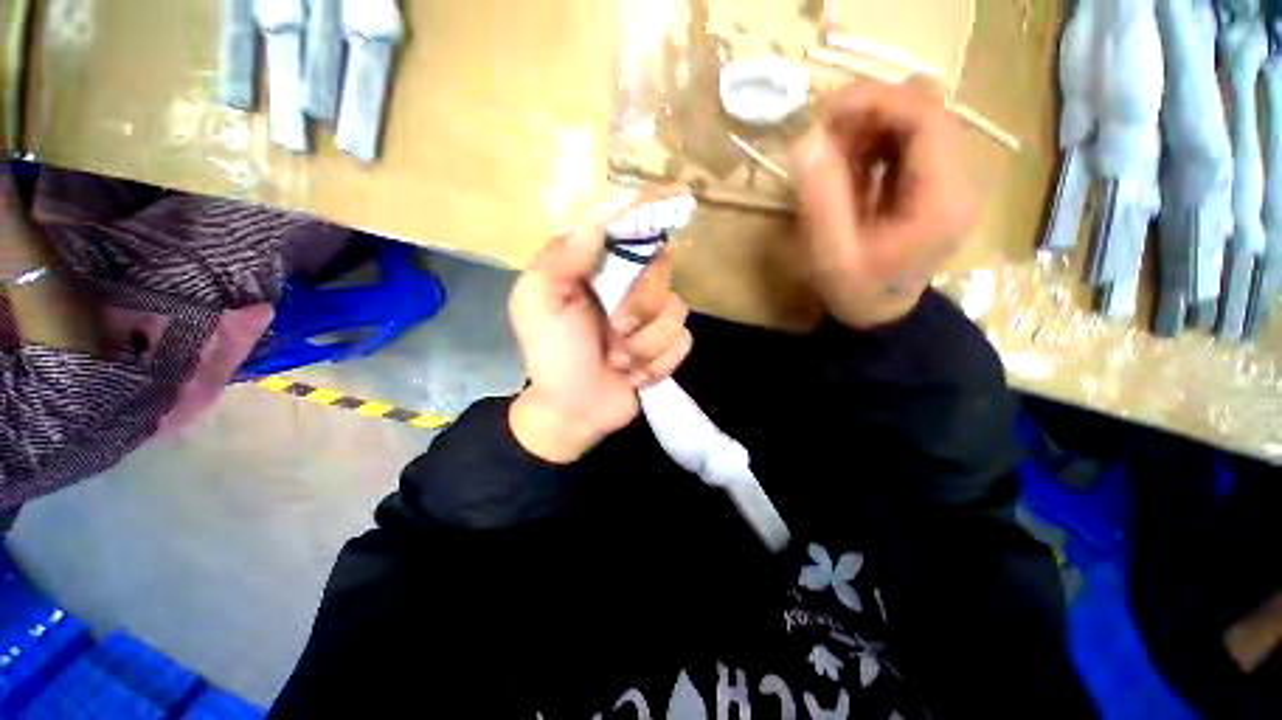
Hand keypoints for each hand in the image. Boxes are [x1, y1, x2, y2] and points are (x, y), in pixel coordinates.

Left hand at [508, 214, 691, 463]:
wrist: (574, 409)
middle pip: (663, 270)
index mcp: (596, 265)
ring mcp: (653, 315)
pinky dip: (656, 364)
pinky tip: (634, 374)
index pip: (628, 224)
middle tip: (614, 332)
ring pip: (677, 311)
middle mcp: (630, 281)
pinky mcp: (667, 344)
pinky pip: (683, 342)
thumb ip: (560, 260)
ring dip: (644, 345)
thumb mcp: (537, 304)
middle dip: (639, 307)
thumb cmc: (552, 355)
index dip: (652, 207)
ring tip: (618, 361)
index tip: (678, 195)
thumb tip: (597, 223)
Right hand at [791, 80, 978, 328]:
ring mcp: (950, 178)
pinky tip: (848, 168)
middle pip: (924, 111)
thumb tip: (809, 140)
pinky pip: (907, 141)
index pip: (926, 117)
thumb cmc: (856, 291)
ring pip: (915, 121)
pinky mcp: (935, 181)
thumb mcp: (830, 255)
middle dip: (868, 114)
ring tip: (831, 158)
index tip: (825, 112)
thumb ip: (820, 199)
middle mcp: (959, 178)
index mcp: (941, 198)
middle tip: (822, 139)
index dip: (876, 101)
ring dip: (869, 128)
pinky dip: (874, 143)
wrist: (881, 315)